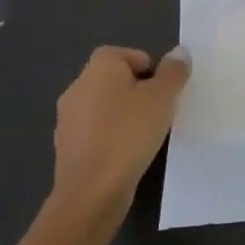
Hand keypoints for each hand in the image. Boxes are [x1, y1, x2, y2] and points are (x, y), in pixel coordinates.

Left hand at [50, 46, 189, 222]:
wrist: (92, 192)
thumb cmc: (129, 134)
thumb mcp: (163, 98)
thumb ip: (173, 71)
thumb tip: (179, 52)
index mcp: (99, 67)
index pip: (129, 55)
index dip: (150, 69)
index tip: (163, 92)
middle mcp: (77, 86)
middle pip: (115, 79)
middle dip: (137, 92)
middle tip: (158, 112)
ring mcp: (67, 118)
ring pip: (104, 107)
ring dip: (123, 115)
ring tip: (144, 135)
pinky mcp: (66, 147)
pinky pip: (94, 132)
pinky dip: (110, 137)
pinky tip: (125, 155)